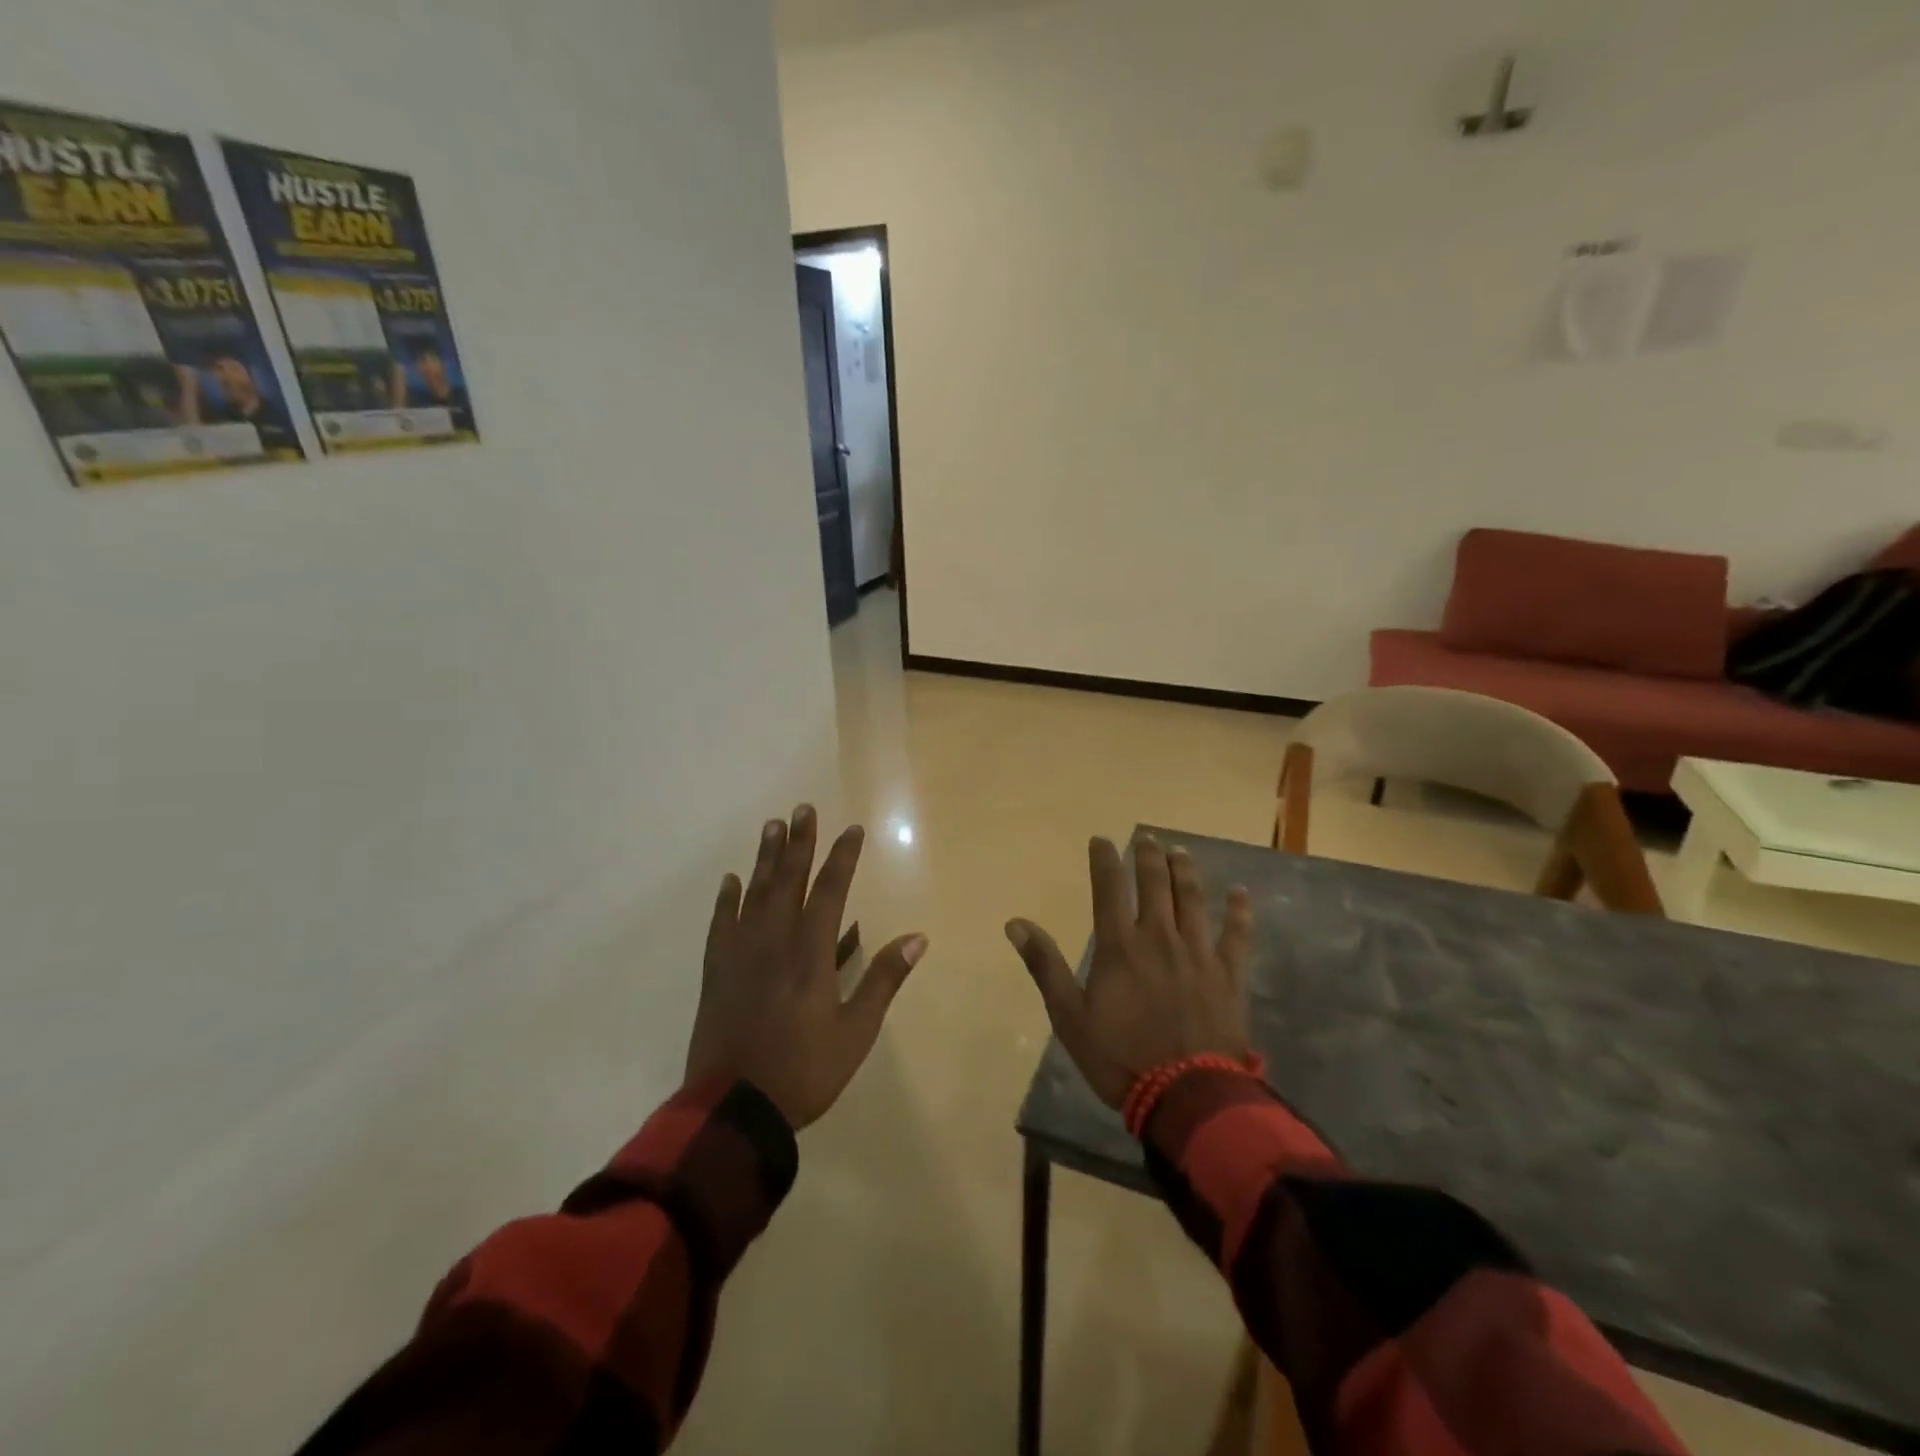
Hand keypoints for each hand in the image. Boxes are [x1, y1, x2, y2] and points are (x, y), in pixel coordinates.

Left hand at [686, 805, 928, 1129]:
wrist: (733, 1109)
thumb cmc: (804, 1071)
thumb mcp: (855, 1032)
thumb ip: (883, 979)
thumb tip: (918, 937)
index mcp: (811, 955)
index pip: (830, 891)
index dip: (842, 857)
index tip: (851, 829)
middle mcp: (774, 943)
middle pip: (789, 881)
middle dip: (799, 843)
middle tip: (802, 808)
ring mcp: (740, 955)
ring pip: (754, 894)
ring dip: (765, 859)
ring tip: (772, 827)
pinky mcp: (716, 972)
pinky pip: (721, 924)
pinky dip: (726, 899)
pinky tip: (731, 880)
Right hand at [1007, 836, 1252, 1107]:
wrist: (1186, 1096)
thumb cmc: (1120, 1057)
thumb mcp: (1070, 1016)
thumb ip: (1045, 965)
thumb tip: (1015, 923)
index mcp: (1119, 945)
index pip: (1109, 888)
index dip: (1104, 859)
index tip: (1101, 840)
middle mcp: (1159, 937)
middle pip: (1155, 884)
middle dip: (1149, 856)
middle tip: (1147, 838)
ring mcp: (1198, 953)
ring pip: (1193, 898)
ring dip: (1186, 871)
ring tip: (1180, 852)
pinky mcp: (1228, 975)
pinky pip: (1236, 934)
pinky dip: (1238, 911)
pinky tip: (1240, 893)